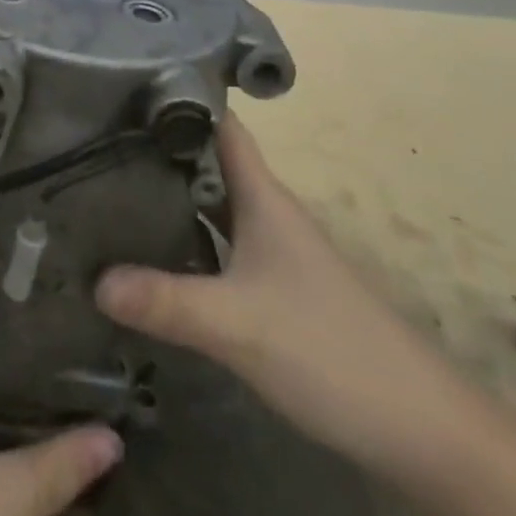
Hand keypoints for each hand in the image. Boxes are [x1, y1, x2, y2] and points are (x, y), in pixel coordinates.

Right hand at [96, 115, 480, 481]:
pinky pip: (216, 246)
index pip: (219, 124)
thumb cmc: (328, 349)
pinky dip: (183, 241)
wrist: (421, 429)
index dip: (179, 97)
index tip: (125, 86)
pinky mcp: (273, 290)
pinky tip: (148, 254)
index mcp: (263, 196)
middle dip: (156, 149)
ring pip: (210, 206)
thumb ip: (165, 300)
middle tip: (94, 139)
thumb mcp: (237, 323)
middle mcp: (265, 213)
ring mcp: (271, 252)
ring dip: (167, 196)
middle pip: (206, 163)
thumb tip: (93, 279)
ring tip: (105, 187)